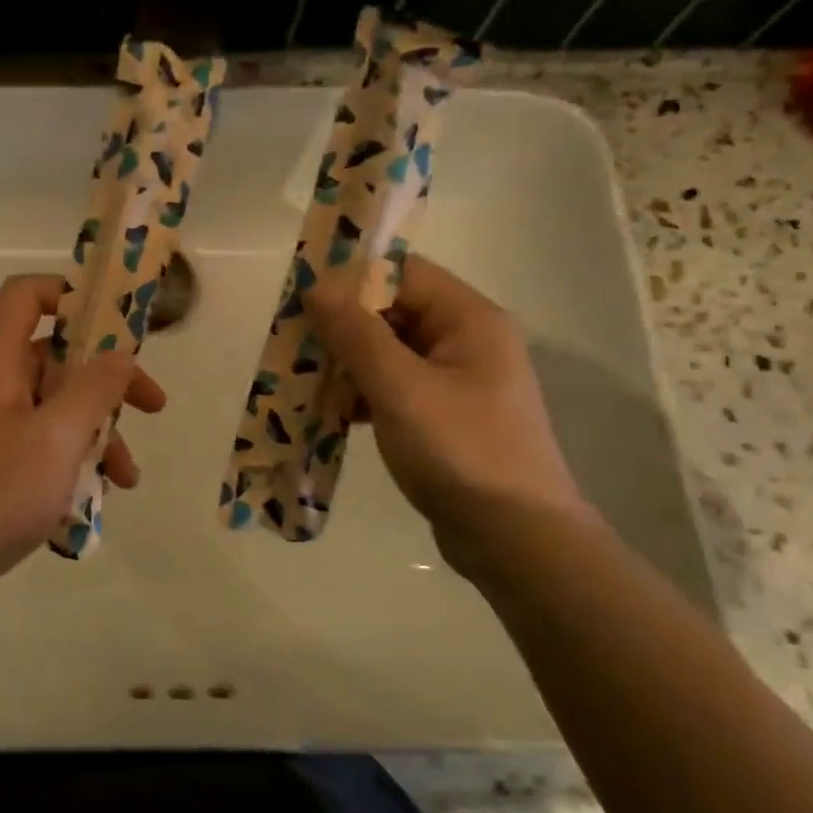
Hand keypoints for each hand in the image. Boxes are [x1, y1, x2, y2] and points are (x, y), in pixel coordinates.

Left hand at [0, 274, 165, 588]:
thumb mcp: (57, 437)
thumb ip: (94, 389)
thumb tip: (120, 352)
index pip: (26, 295)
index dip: (70, 294)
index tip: (118, 323)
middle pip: (55, 355)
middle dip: (107, 381)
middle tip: (152, 406)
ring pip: (56, 405)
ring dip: (98, 431)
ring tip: (128, 477)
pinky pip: (42, 440)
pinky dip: (73, 458)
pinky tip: (100, 497)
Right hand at [303, 252, 591, 561]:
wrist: (515, 539)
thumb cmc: (459, 451)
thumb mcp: (400, 388)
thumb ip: (356, 333)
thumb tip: (317, 285)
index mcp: (470, 320)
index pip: (404, 273)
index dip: (352, 279)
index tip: (303, 297)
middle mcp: (468, 340)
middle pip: (395, 311)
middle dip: (344, 326)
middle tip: (296, 343)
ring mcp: (459, 380)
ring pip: (391, 352)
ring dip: (349, 363)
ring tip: (309, 382)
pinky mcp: (446, 415)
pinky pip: (396, 386)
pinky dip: (365, 393)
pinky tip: (338, 414)